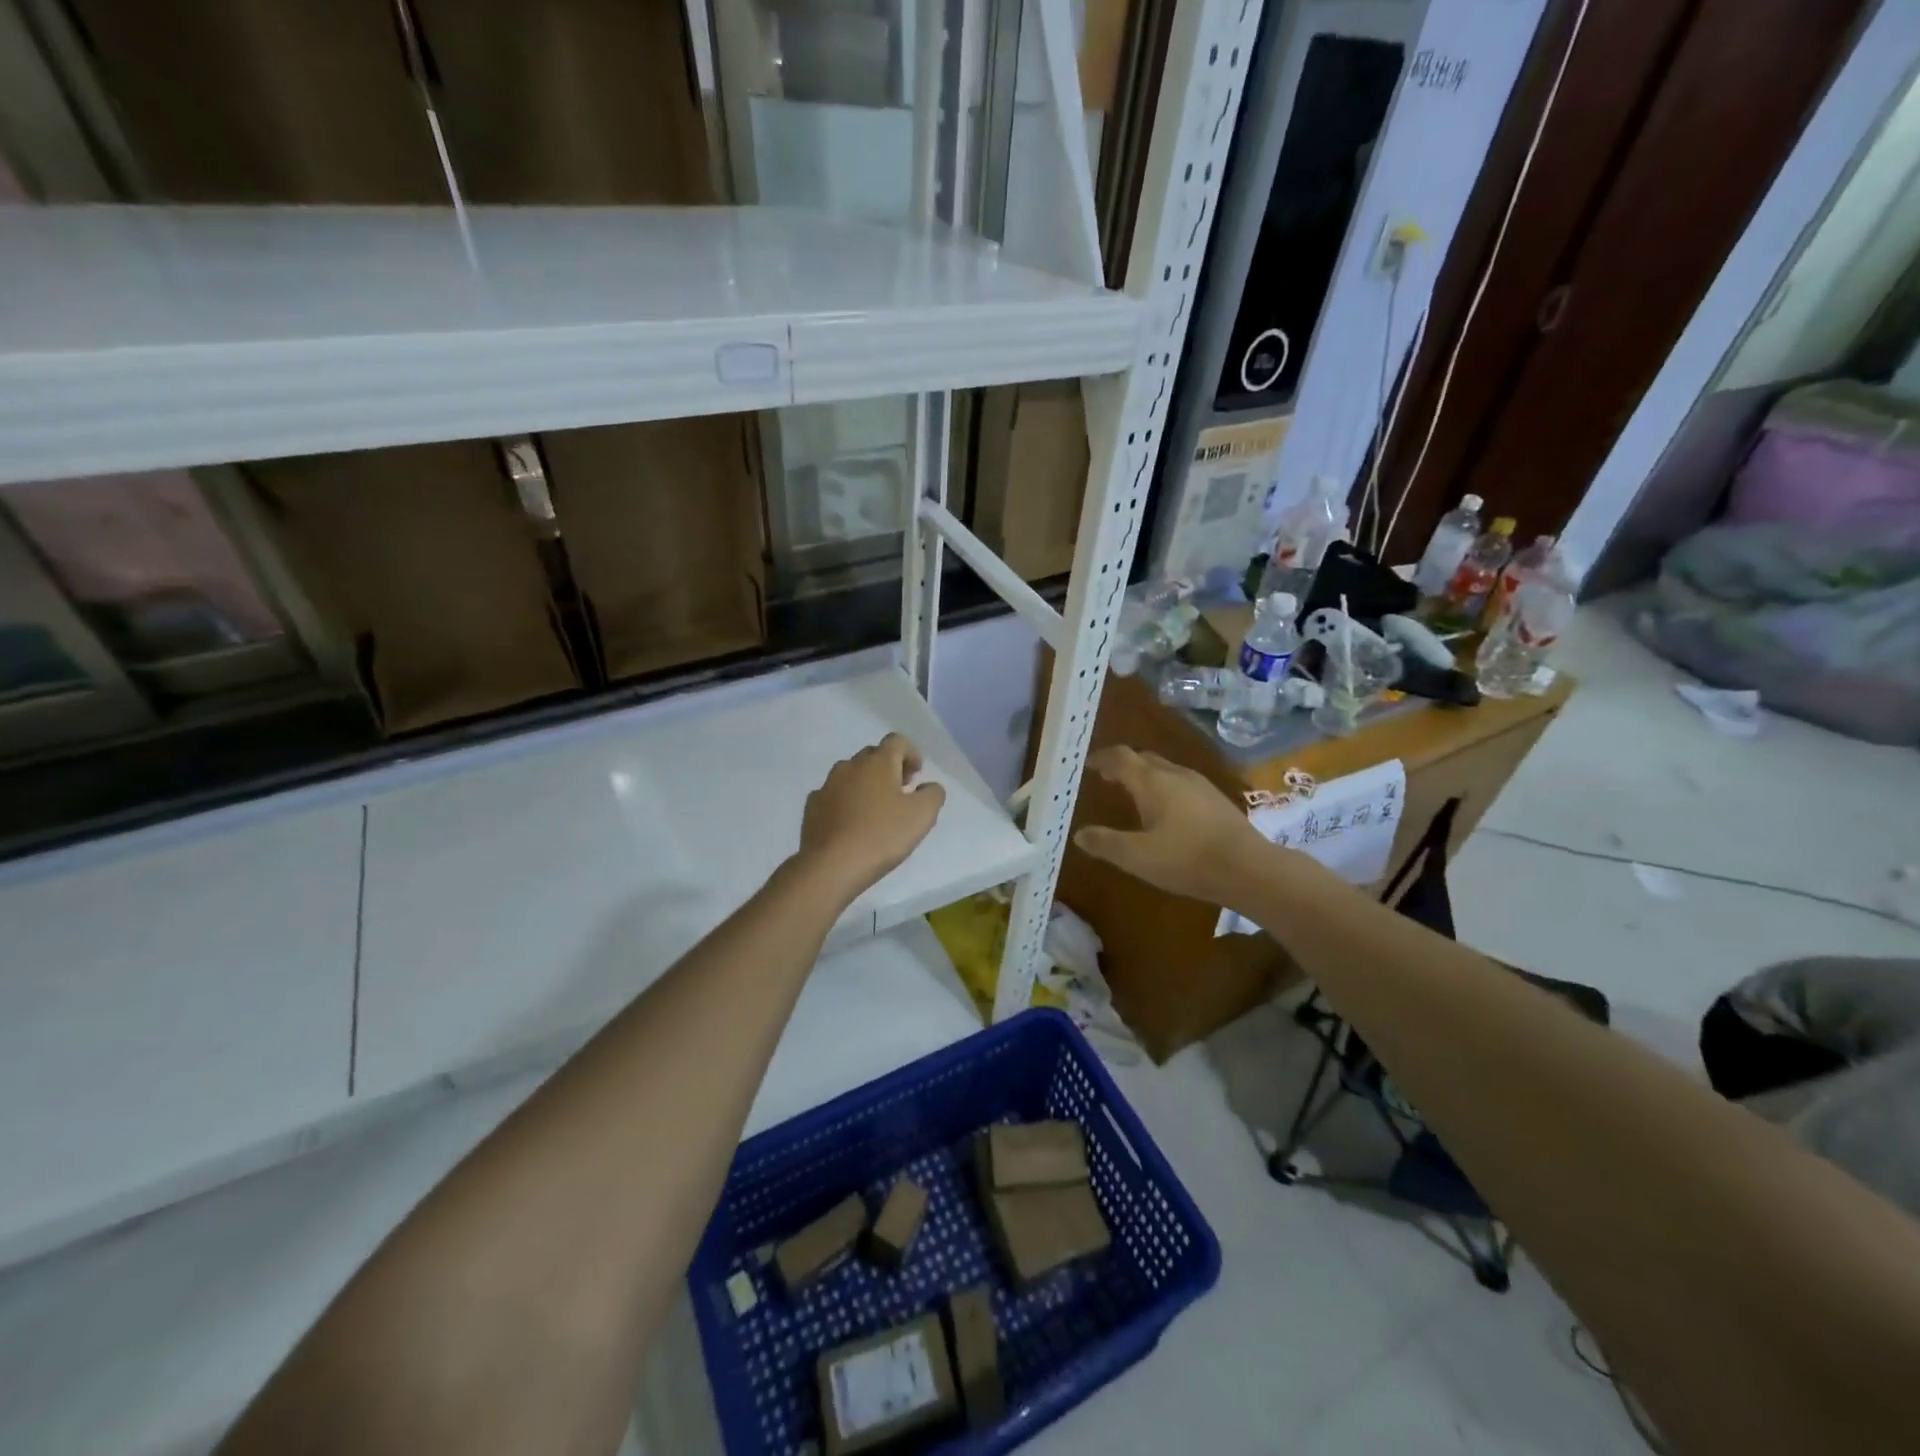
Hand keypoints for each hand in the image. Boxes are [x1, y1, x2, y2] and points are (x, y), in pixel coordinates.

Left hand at [797, 734, 945, 902]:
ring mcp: (827, 785)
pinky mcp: (812, 806)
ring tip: (875, 811)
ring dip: (866, 784)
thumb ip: (933, 794)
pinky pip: (834, 795)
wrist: (831, 865)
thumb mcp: (922, 815)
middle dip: (889, 768)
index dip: (911, 754)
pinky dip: (846, 802)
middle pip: (873, 755)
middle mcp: (850, 766)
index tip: (916, 777)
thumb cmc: (882, 836)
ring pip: (851, 775)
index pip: (897, 741)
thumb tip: (928, 786)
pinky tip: (852, 824)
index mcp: (878, 762)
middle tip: (900, 793)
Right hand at [1074, 746, 1275, 905]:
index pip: (1121, 757)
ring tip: (1134, 795)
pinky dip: (1165, 789)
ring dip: (1146, 777)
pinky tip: (1168, 812)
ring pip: (1166, 770)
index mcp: (1152, 782)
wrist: (1248, 868)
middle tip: (1108, 778)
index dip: (1102, 758)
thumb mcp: (1137, 857)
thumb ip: (1106, 843)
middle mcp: (1175, 775)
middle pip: (1144, 759)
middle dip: (1123, 766)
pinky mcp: (1217, 800)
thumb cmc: (1187, 859)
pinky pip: (1182, 784)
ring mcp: (1200, 785)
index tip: (1088, 765)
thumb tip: (1080, 834)